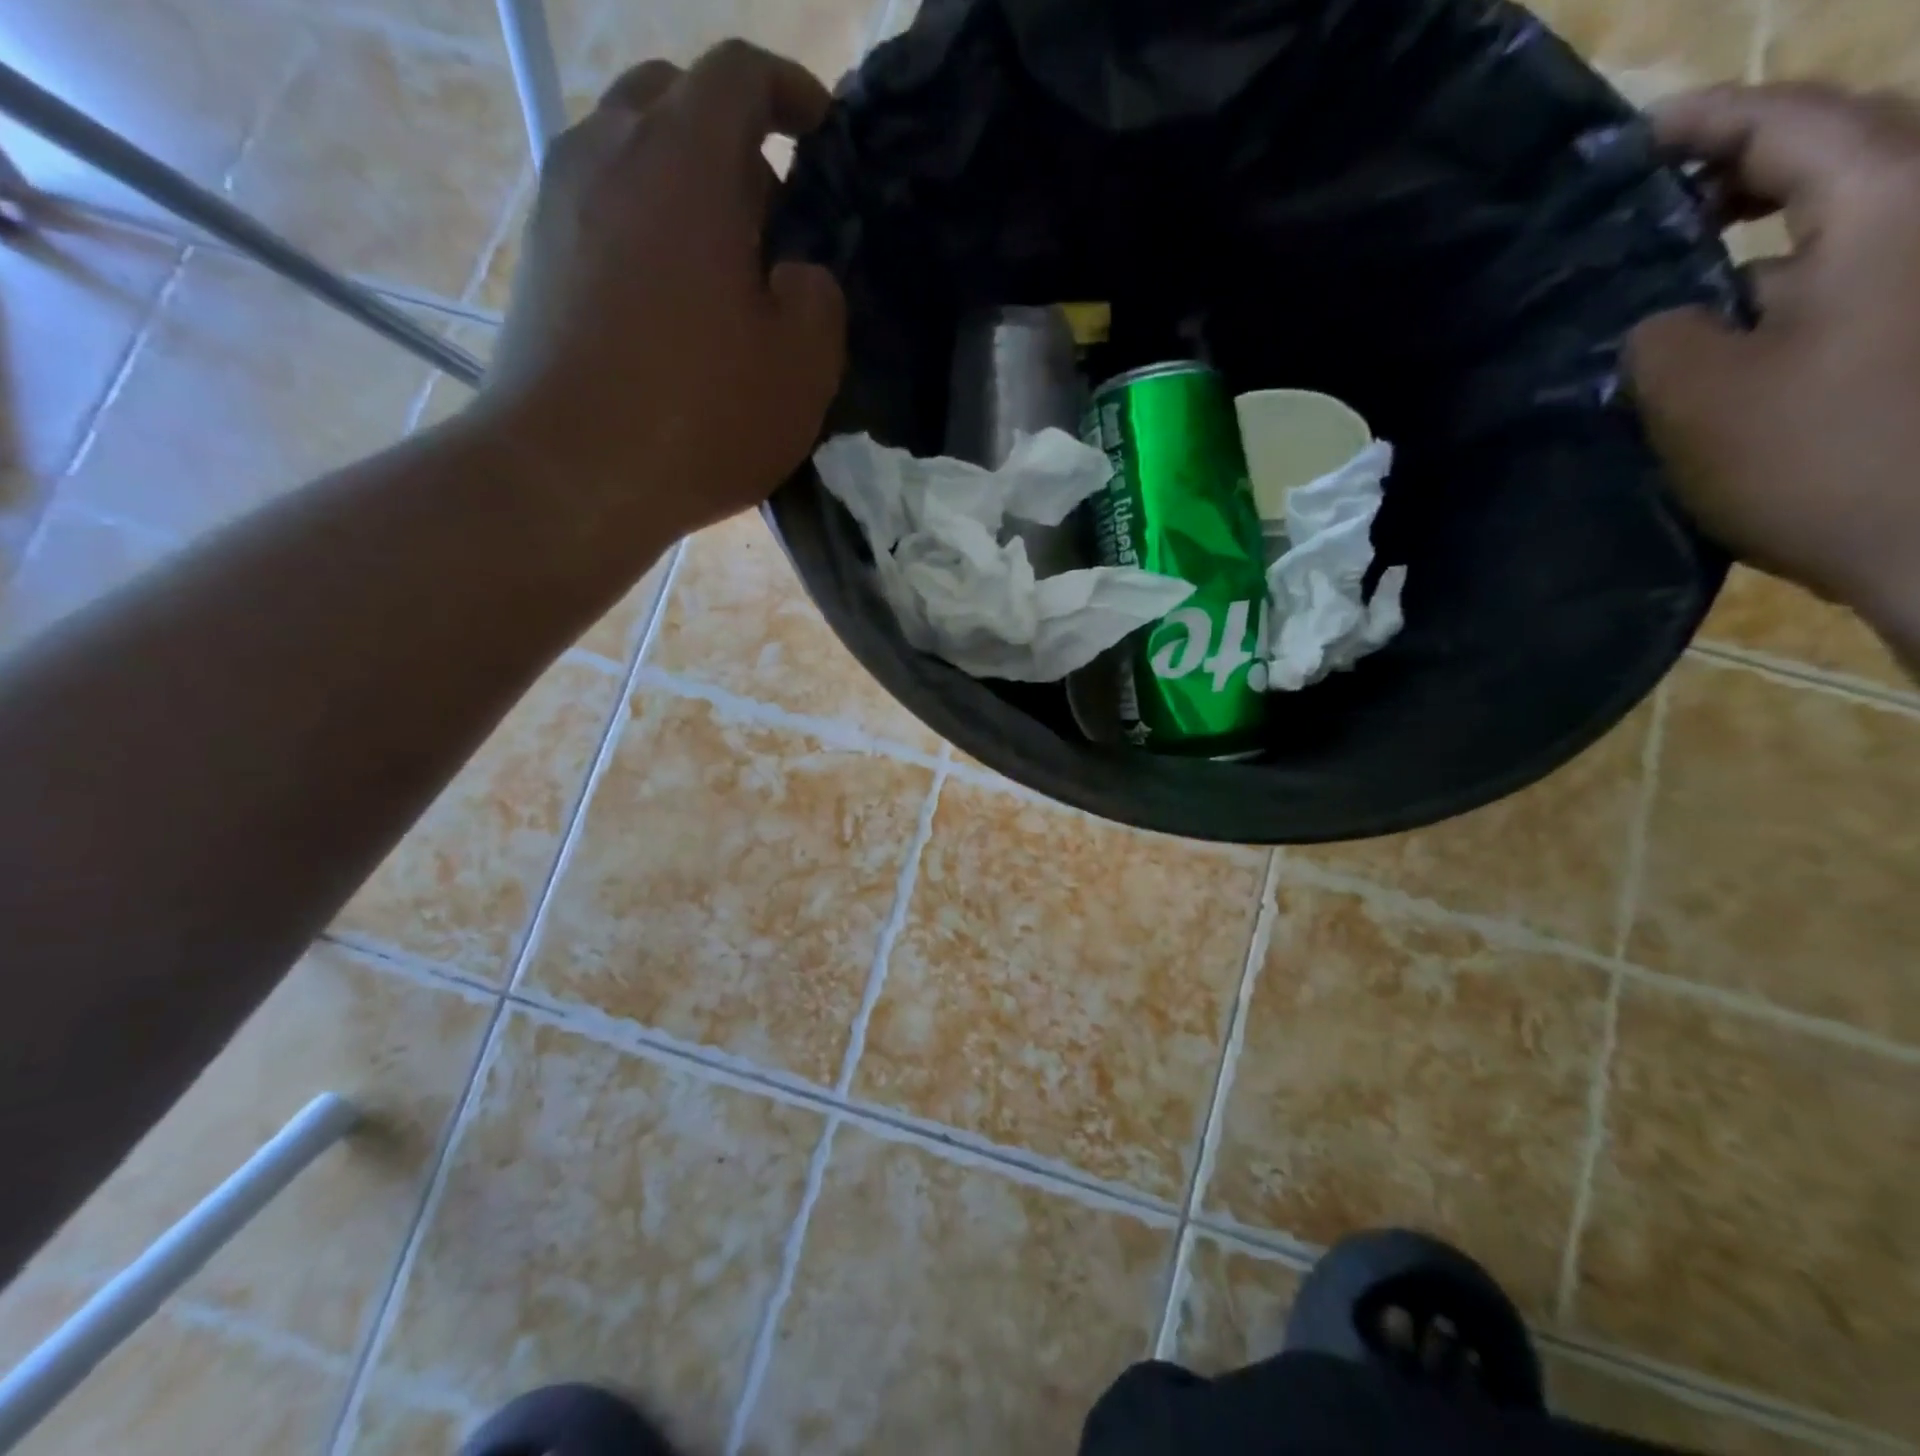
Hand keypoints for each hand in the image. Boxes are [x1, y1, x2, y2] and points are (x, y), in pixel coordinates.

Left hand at [479, 41, 846, 544]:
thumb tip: (797, 275)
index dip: (790, 90)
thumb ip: (820, 298)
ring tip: (722, 267)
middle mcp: (608, 152)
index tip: (822, 130)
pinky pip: (602, 208)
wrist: (571, 474)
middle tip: (773, 217)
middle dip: (732, 140)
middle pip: (673, 98)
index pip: (740, 74)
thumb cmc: (700, 415)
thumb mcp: (803, 367)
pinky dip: (645, 227)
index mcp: (684, 161)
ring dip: (684, 187)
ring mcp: (559, 203)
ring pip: (630, 153)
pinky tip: (672, 302)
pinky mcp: (538, 258)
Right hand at [1626, 84, 1919, 652]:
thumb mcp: (1696, 397)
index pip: (1788, 120)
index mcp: (1893, 199)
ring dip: (1765, 227)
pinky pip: (1865, 263)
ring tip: (1681, 268)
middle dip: (1740, 166)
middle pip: (1840, 147)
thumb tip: (1664, 318)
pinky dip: (1795, 277)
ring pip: (1854, 209)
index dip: (1698, 124)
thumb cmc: (1820, 456)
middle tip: (1652, 207)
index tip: (1624, 144)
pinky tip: (1735, 322)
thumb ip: (1658, 336)